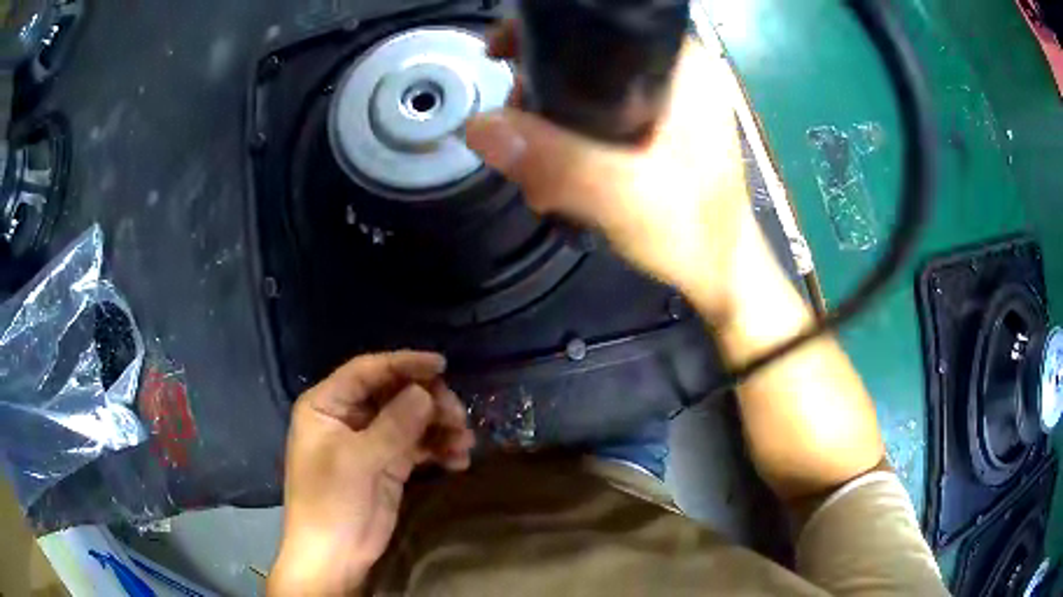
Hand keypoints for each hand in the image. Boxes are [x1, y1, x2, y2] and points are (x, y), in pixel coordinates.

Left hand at [268, 352, 474, 595]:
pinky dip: (438, 449)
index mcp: (327, 405)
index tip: (442, 365)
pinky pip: (418, 446)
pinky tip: (458, 460)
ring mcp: (370, 442)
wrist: (334, 556)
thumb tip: (425, 393)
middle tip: (458, 416)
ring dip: (439, 427)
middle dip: (428, 401)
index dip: (404, 363)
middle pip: (394, 393)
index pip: (367, 371)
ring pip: (410, 419)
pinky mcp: (388, 465)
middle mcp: (348, 417)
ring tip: (464, 441)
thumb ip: (393, 425)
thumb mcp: (358, 461)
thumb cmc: (331, 503)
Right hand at [465, 23, 771, 322]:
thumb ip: (557, 161)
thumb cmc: (692, 231)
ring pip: (588, 86)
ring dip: (551, 118)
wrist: (720, 272)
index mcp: (682, 66)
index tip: (501, 56)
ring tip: (538, 165)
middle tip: (519, 134)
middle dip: (540, 88)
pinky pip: (599, 112)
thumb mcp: (622, 196)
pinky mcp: (660, 126)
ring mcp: (669, 99)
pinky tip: (559, 166)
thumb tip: (480, 126)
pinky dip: (571, 133)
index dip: (543, 35)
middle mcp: (676, 72)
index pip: (599, 26)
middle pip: (586, 55)